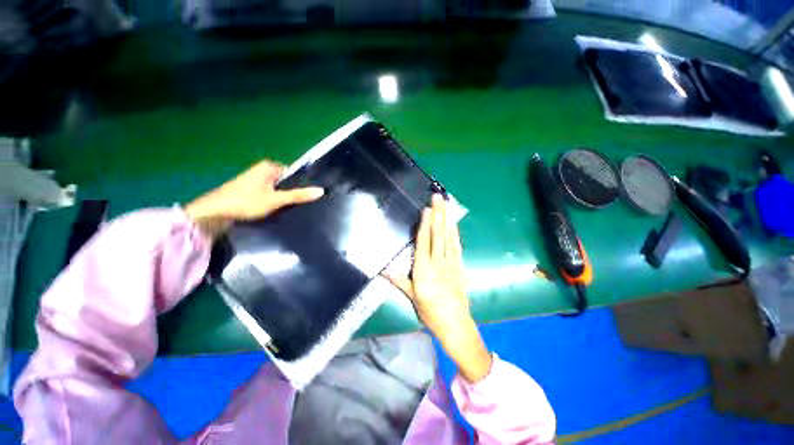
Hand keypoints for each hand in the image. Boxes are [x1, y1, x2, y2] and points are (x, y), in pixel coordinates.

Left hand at [185, 160, 323, 238]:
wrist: (213, 213)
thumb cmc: (245, 202)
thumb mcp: (276, 199)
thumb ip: (298, 195)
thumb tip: (321, 190)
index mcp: (268, 166)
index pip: (294, 173)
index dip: (301, 184)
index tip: (308, 196)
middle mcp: (261, 170)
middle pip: (285, 182)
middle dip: (292, 193)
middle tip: (300, 205)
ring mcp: (254, 181)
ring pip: (277, 190)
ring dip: (283, 199)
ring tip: (290, 209)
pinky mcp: (249, 192)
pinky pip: (268, 195)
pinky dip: (273, 202)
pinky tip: (277, 211)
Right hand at [386, 194, 491, 382]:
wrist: (455, 323)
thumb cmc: (430, 311)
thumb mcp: (411, 297)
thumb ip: (398, 280)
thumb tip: (383, 270)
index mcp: (423, 271)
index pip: (424, 243)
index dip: (425, 225)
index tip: (426, 210)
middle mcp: (438, 263)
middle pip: (437, 235)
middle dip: (438, 214)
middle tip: (438, 198)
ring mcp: (451, 263)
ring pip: (448, 237)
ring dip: (447, 219)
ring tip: (446, 204)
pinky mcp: (460, 265)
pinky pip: (457, 245)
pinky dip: (455, 232)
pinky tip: (453, 223)